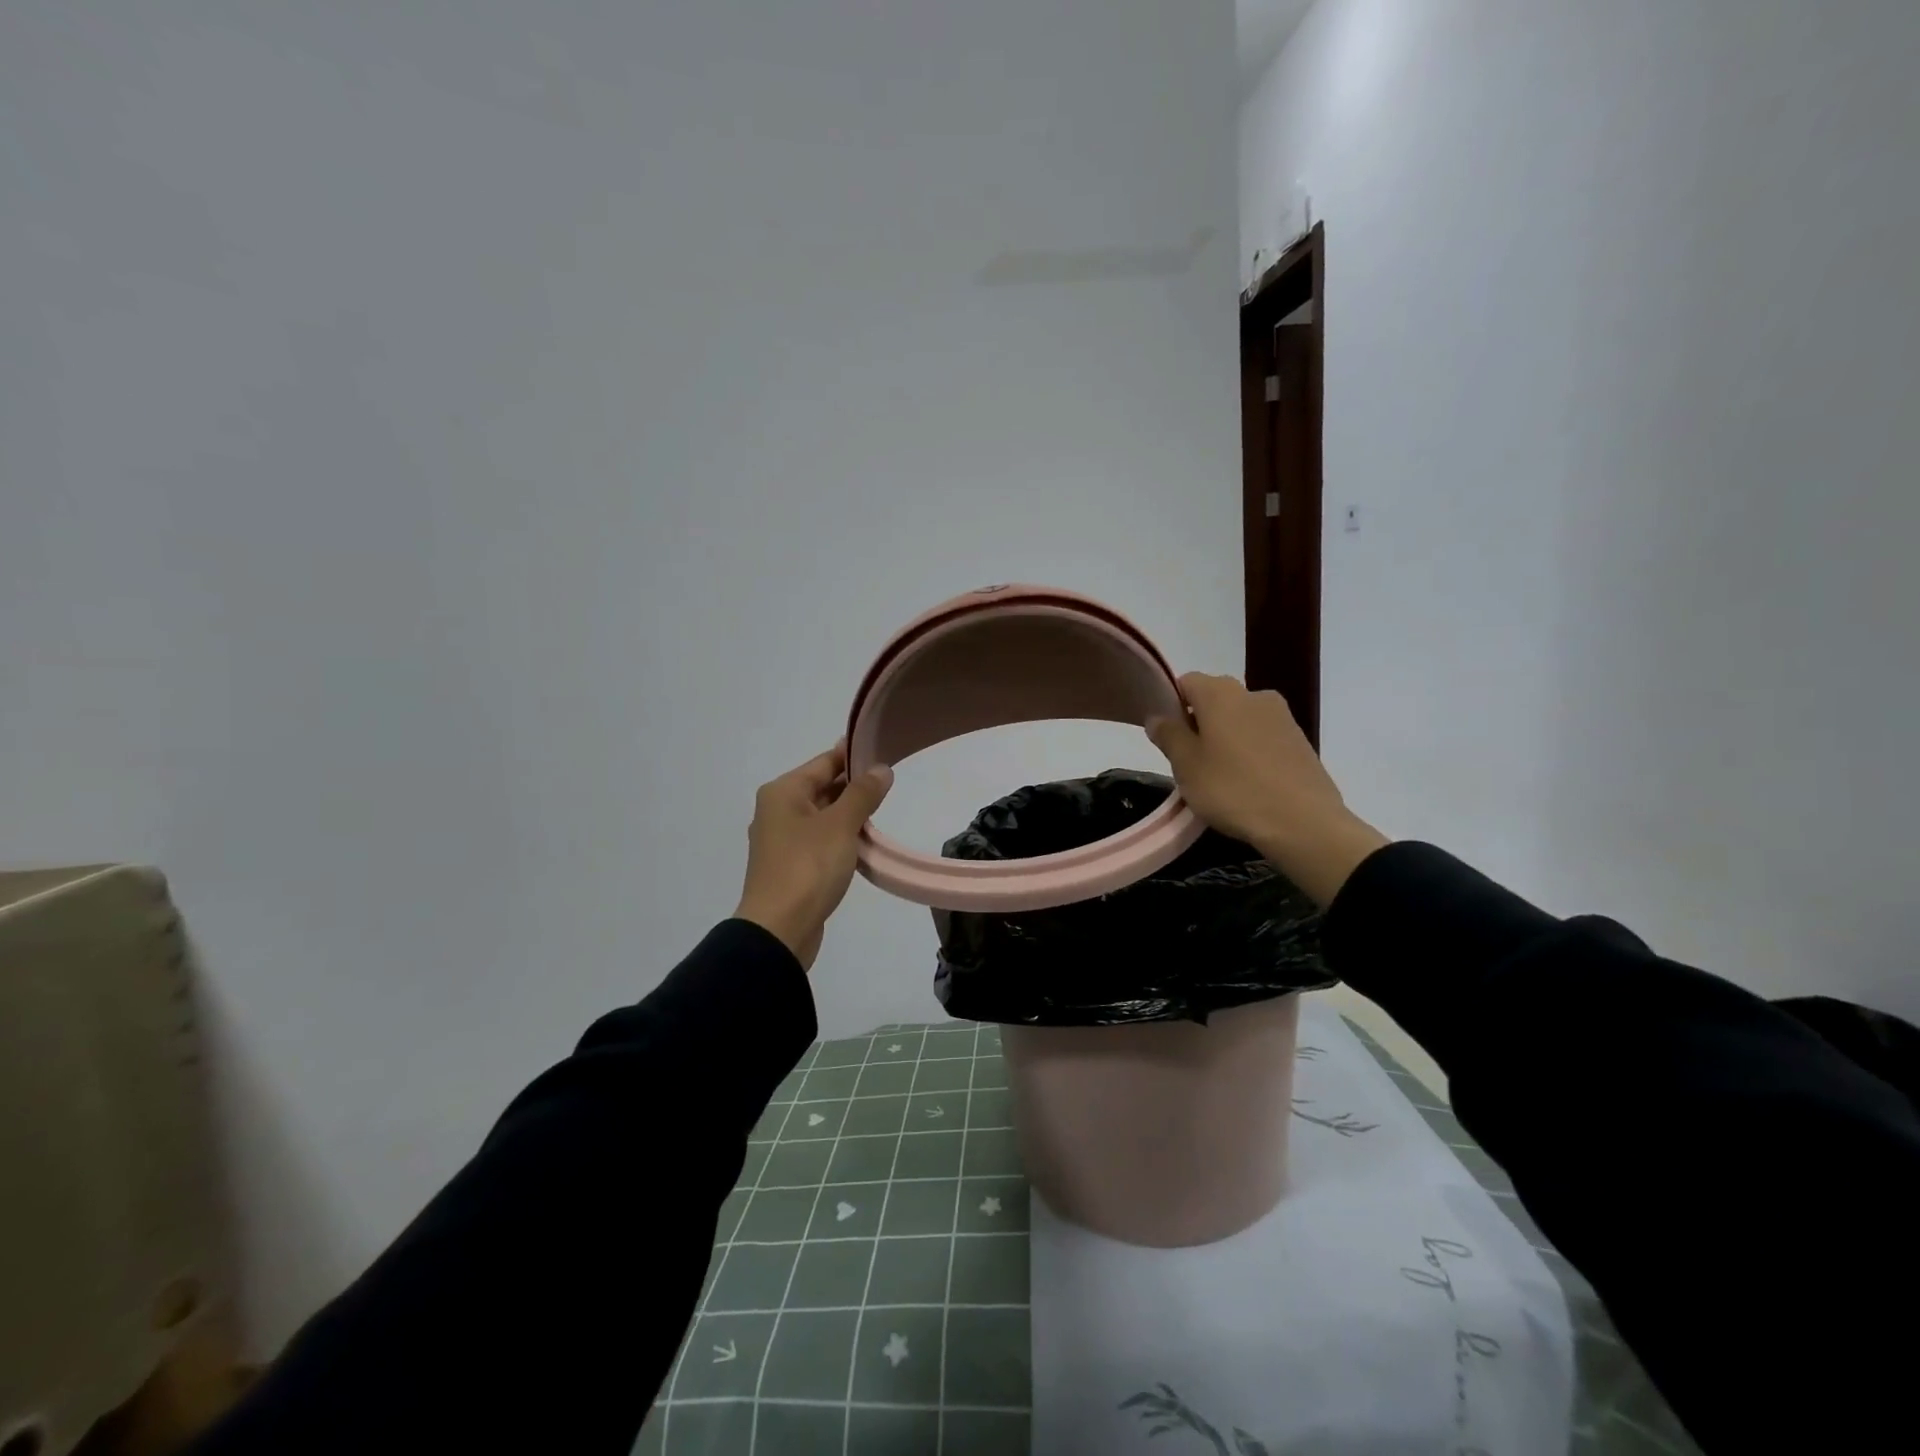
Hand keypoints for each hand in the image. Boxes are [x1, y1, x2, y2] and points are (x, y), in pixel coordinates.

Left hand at [735, 742, 893, 969]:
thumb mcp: (841, 825)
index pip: (823, 762)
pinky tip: (863, 846)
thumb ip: (863, 793)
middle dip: (854, 788)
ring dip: (850, 816)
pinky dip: (841, 839)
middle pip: (821, 788)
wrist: (780, 930)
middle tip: (890, 787)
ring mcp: (782, 840)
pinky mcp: (791, 866)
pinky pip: (820, 840)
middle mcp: (777, 810)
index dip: (853, 756)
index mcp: (782, 792)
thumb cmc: (808, 868)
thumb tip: (881, 769)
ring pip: (822, 816)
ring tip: (881, 815)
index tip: (884, 753)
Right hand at [1145, 673, 1388, 906]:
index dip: (1172, 705)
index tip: (1169, 738)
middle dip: (1199, 721)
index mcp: (1220, 693)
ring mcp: (1282, 715)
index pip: (1186, 682)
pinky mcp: (1300, 739)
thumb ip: (1168, 735)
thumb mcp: (1186, 766)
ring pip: (1240, 717)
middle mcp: (1252, 694)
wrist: (1304, 822)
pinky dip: (1250, 749)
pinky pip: (1263, 735)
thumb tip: (1157, 717)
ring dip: (1226, 736)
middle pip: (1215, 698)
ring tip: (1220, 774)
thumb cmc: (1233, 789)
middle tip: (1190, 759)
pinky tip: (1249, 781)